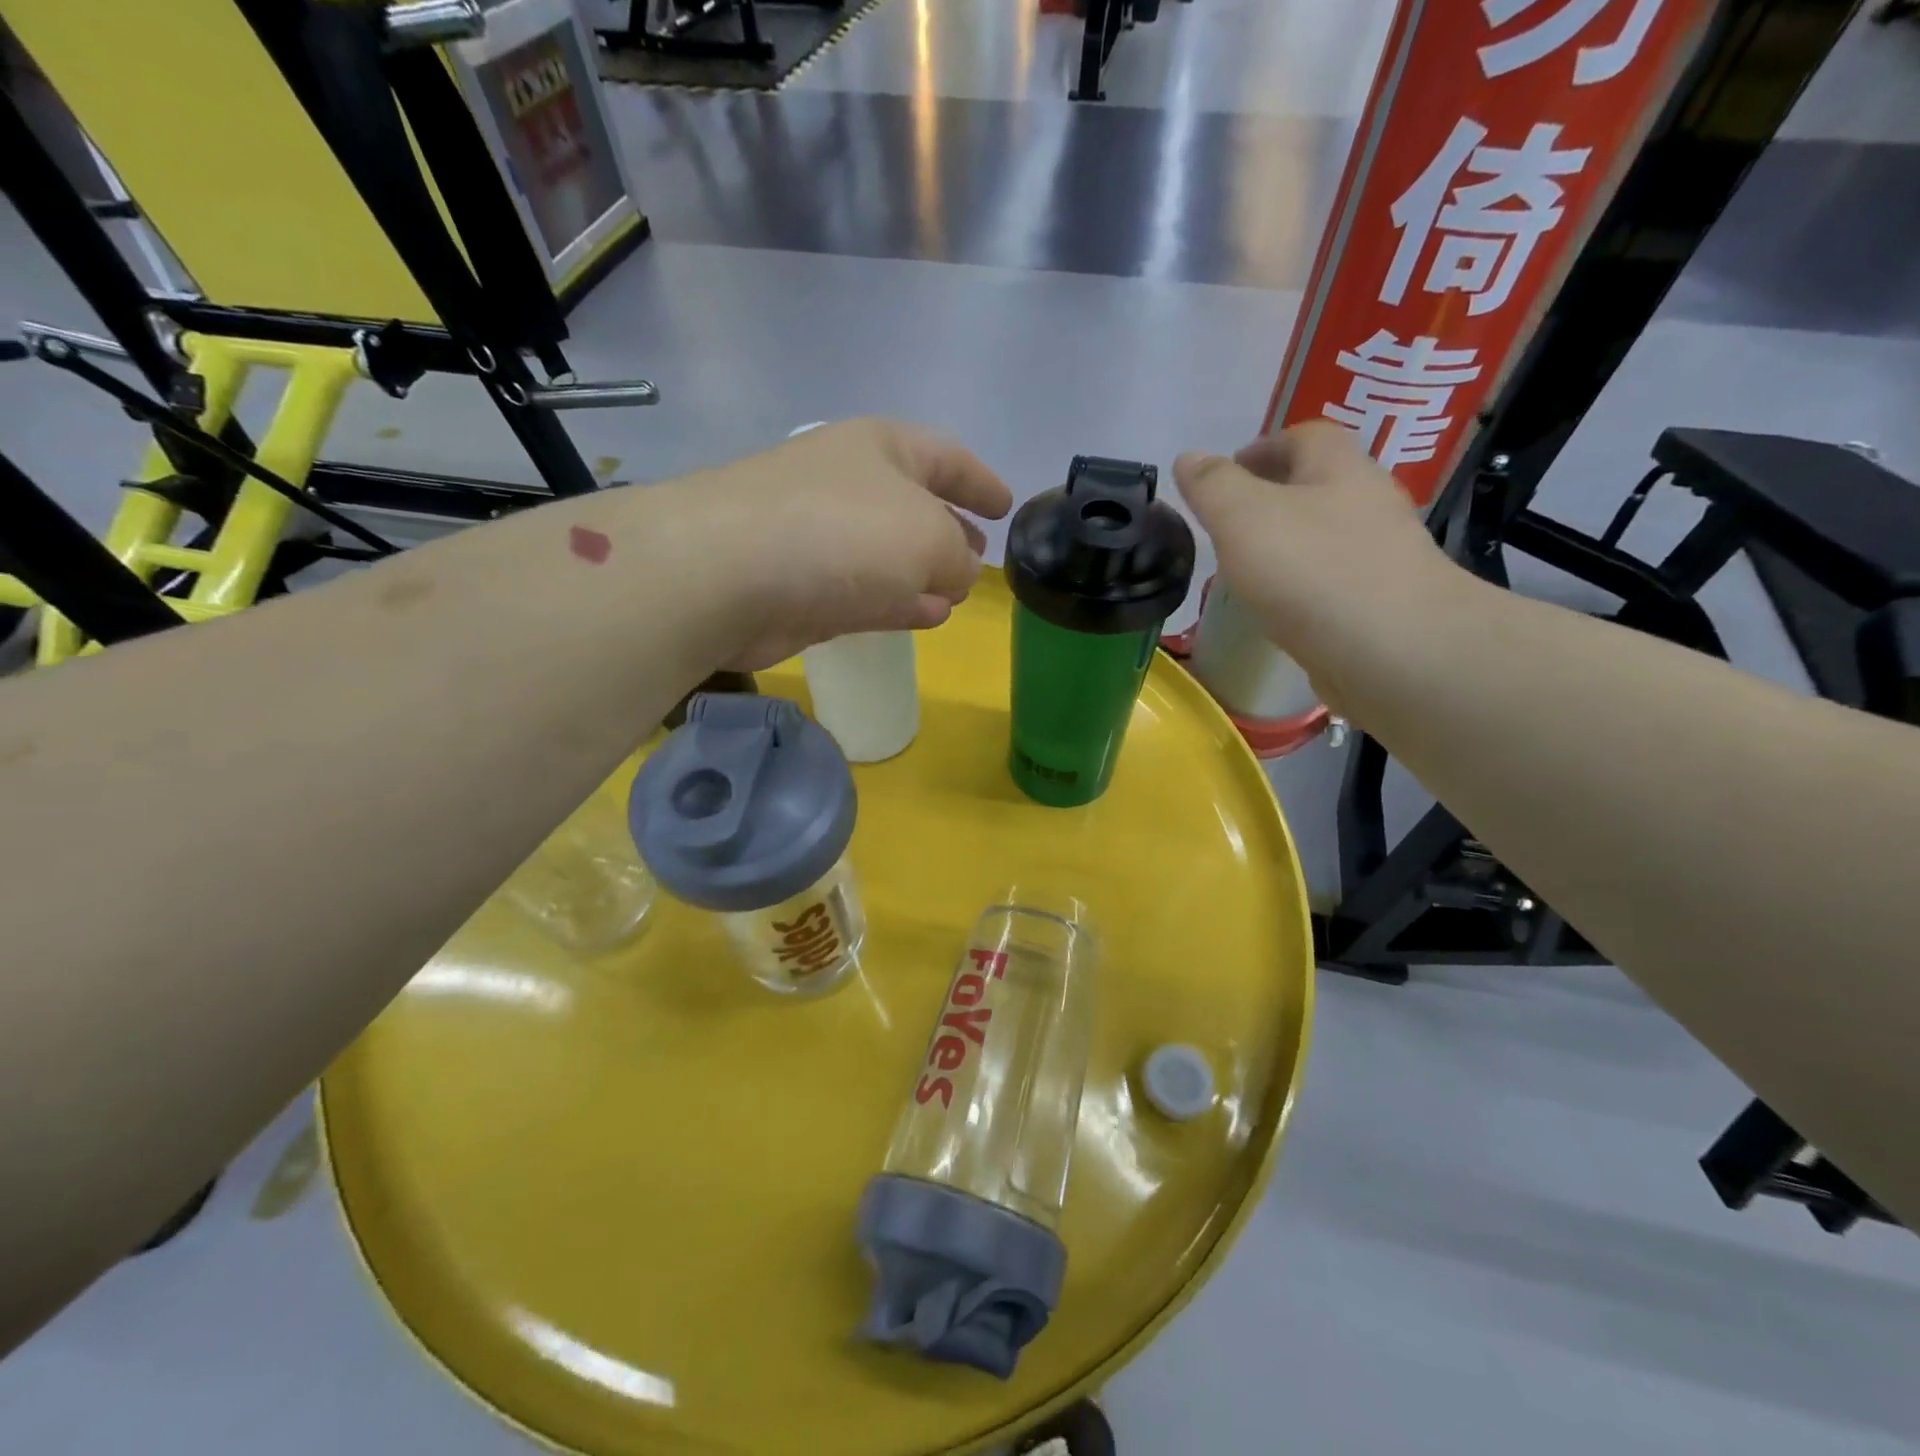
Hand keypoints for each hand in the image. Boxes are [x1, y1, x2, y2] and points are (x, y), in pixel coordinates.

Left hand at [670, 418, 1012, 670]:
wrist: (727, 573)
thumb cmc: (843, 534)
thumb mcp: (929, 539)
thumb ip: (958, 556)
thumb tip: (954, 574)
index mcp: (882, 448)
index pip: (946, 456)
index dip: (981, 480)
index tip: (1007, 506)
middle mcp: (849, 483)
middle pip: (914, 504)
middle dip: (951, 532)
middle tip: (979, 557)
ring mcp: (819, 534)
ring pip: (887, 553)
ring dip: (923, 574)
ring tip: (954, 595)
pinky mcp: (800, 585)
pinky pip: (864, 589)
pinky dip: (896, 600)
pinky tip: (923, 616)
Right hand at [1174, 422, 1458, 678]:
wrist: (1394, 652)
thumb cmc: (1312, 571)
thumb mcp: (1243, 517)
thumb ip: (1212, 486)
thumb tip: (1189, 457)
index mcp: (1340, 469)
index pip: (1306, 436)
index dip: (1264, 447)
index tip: (1228, 472)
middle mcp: (1370, 504)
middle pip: (1321, 486)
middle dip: (1275, 497)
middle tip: (1230, 524)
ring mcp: (1383, 557)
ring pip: (1328, 537)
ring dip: (1290, 545)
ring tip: (1248, 571)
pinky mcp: (1384, 606)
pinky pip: (1335, 583)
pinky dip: (1305, 588)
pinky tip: (1280, 612)